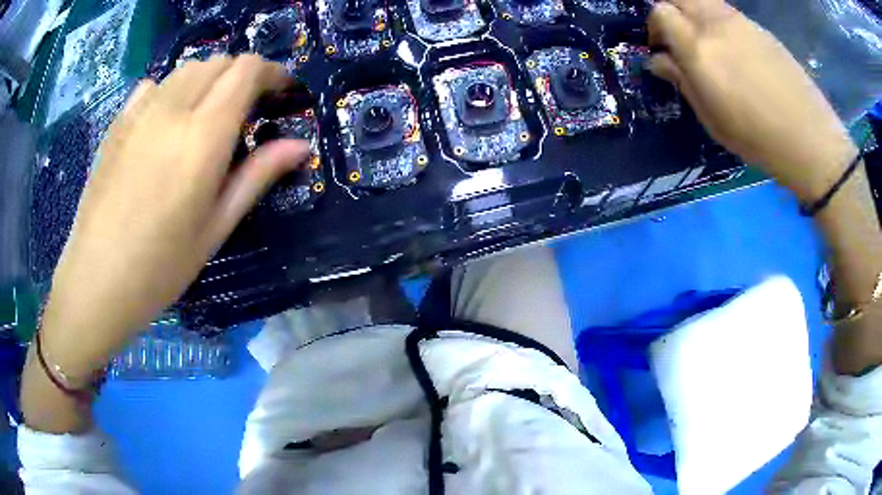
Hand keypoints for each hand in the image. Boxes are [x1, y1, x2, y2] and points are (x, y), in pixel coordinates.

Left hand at [40, 55, 309, 380]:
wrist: (96, 280)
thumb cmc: (160, 266)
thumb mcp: (216, 227)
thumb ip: (257, 176)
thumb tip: (301, 145)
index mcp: (202, 136)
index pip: (246, 71)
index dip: (272, 73)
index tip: (282, 93)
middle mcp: (172, 109)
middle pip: (219, 62)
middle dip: (242, 76)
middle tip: (246, 112)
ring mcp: (140, 112)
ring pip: (187, 69)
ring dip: (209, 80)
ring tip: (207, 116)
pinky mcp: (119, 122)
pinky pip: (154, 85)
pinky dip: (173, 90)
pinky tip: (167, 121)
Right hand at [646, 0, 857, 201]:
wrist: (809, 138)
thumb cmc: (758, 139)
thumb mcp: (713, 119)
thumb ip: (683, 81)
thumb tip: (658, 60)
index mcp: (698, 49)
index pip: (661, 12)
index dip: (655, 26)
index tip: (661, 48)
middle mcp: (715, 24)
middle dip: (672, 11)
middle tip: (680, 38)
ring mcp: (740, 22)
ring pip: (704, 1)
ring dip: (697, 15)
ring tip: (709, 45)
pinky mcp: (759, 28)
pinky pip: (728, 13)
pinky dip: (721, 23)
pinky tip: (735, 51)